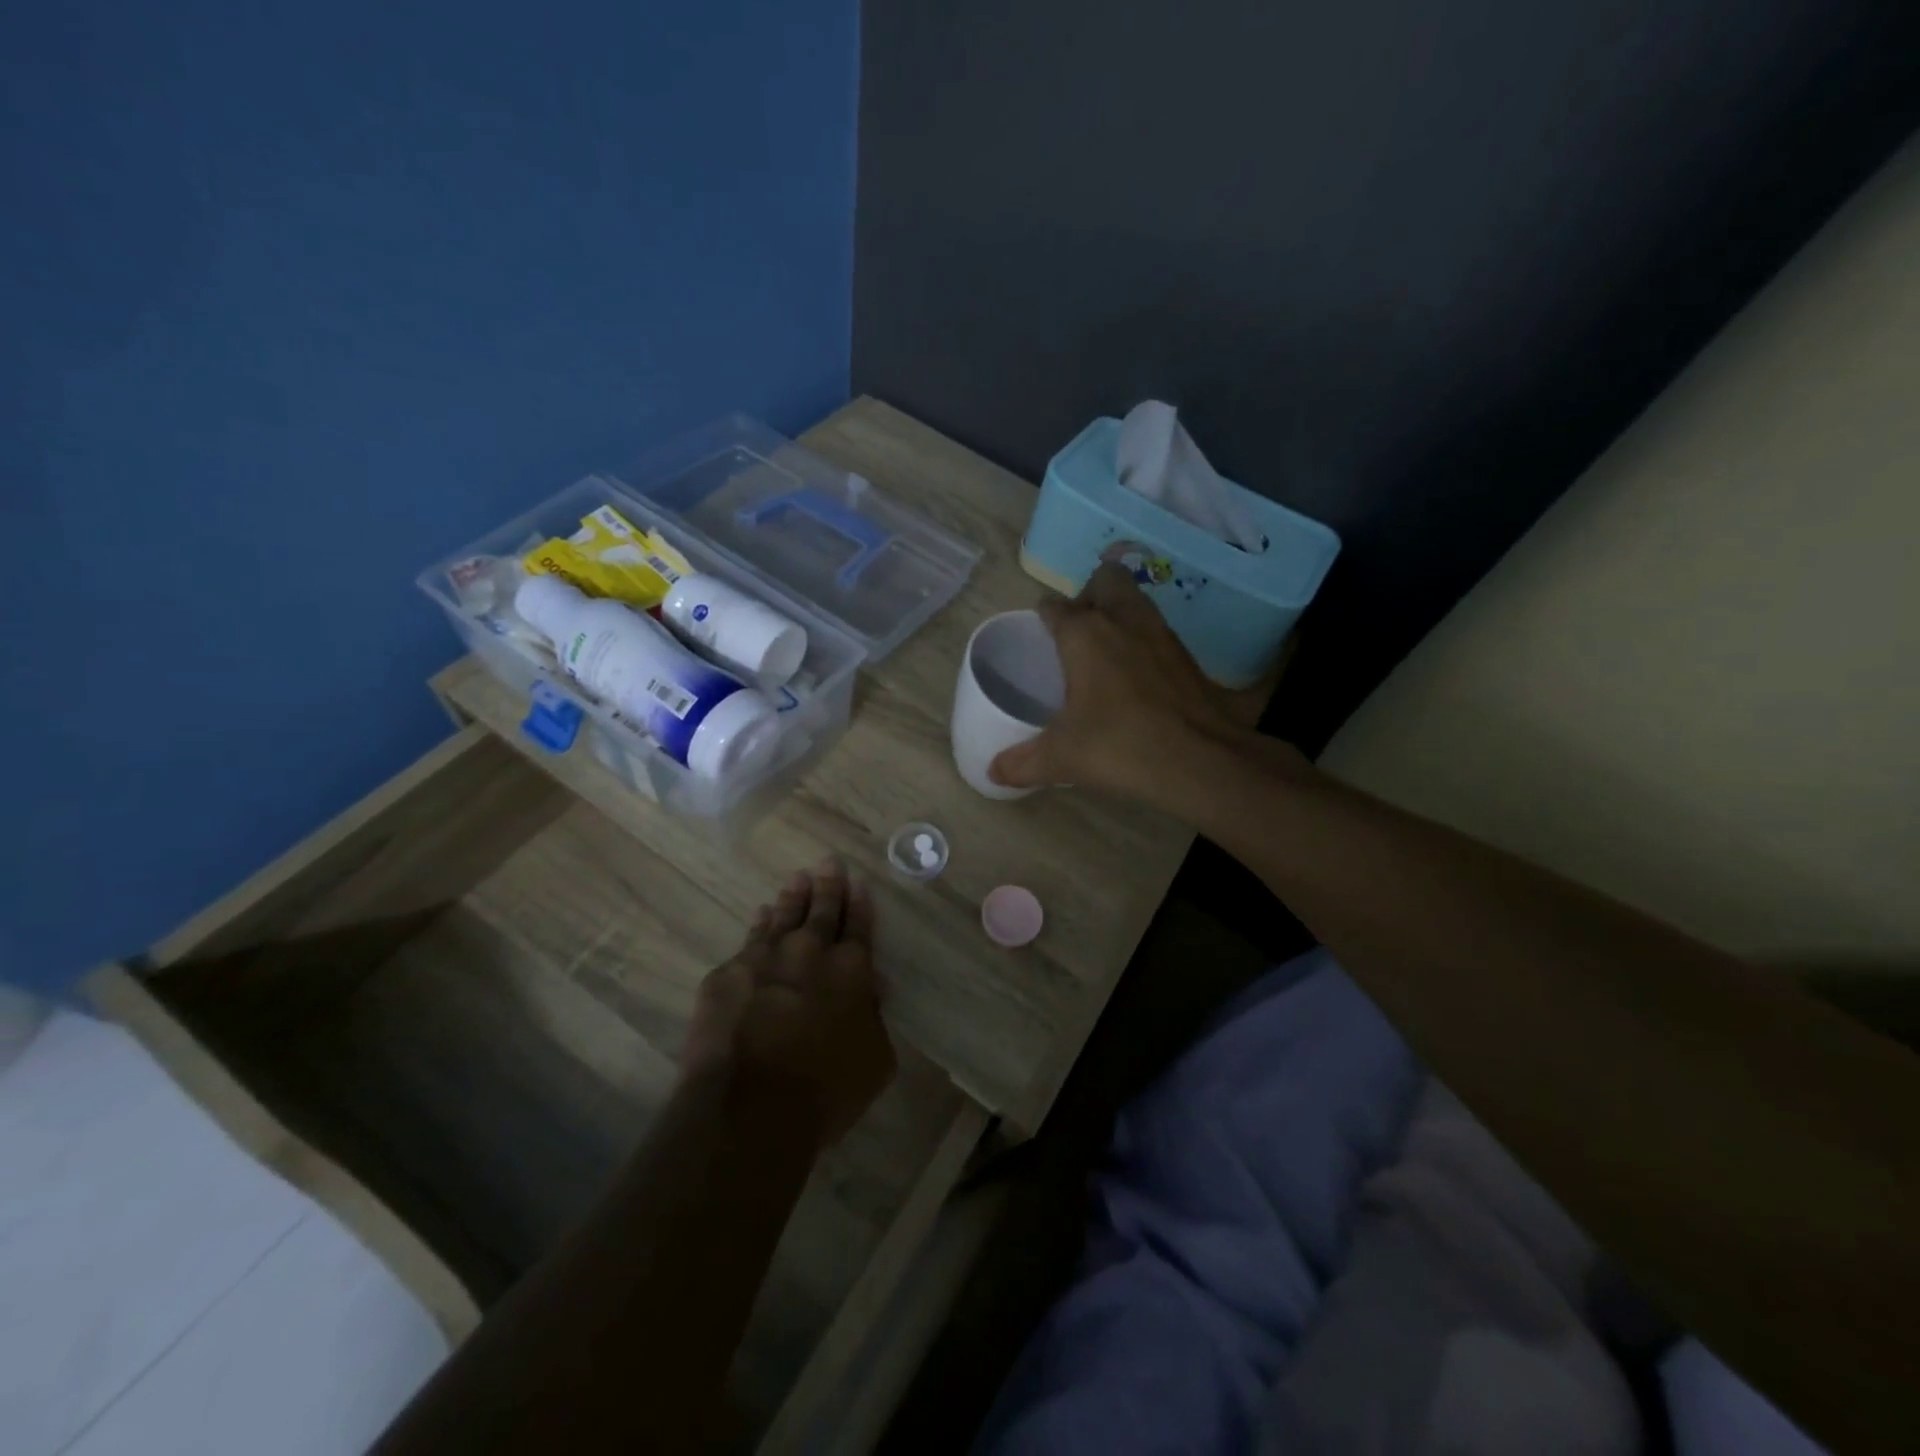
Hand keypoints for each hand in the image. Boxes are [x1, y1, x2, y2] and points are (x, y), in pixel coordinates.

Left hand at [683, 858, 895, 1146]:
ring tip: (796, 880)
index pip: (859, 926)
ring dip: (792, 898)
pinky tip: (760, 917)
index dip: (859, 904)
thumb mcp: (875, 1060)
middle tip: (828, 862)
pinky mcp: (726, 975)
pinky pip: (748, 941)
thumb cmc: (825, 1091)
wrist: (749, 1109)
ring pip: (781, 917)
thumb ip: (873, 1018)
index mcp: (851, 970)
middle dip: (827, 885)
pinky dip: (758, 926)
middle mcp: (809, 953)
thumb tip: (870, 991)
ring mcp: (763, 958)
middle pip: (821, 910)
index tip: (857, 883)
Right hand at [988, 563, 1253, 800]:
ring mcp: (1161, 634)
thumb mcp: (1061, 758)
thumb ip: (1022, 763)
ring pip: (1136, 600)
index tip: (1039, 636)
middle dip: (1089, 595)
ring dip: (1120, 612)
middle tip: (1078, 633)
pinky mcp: (1187, 655)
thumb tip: (993, 772)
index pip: (1054, 607)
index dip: (1043, 616)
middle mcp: (1123, 620)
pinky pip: (1158, 631)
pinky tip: (1138, 675)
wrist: (1200, 760)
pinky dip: (1145, 642)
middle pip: (1105, 580)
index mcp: (1084, 634)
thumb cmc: (1119, 746)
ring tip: (1107, 651)